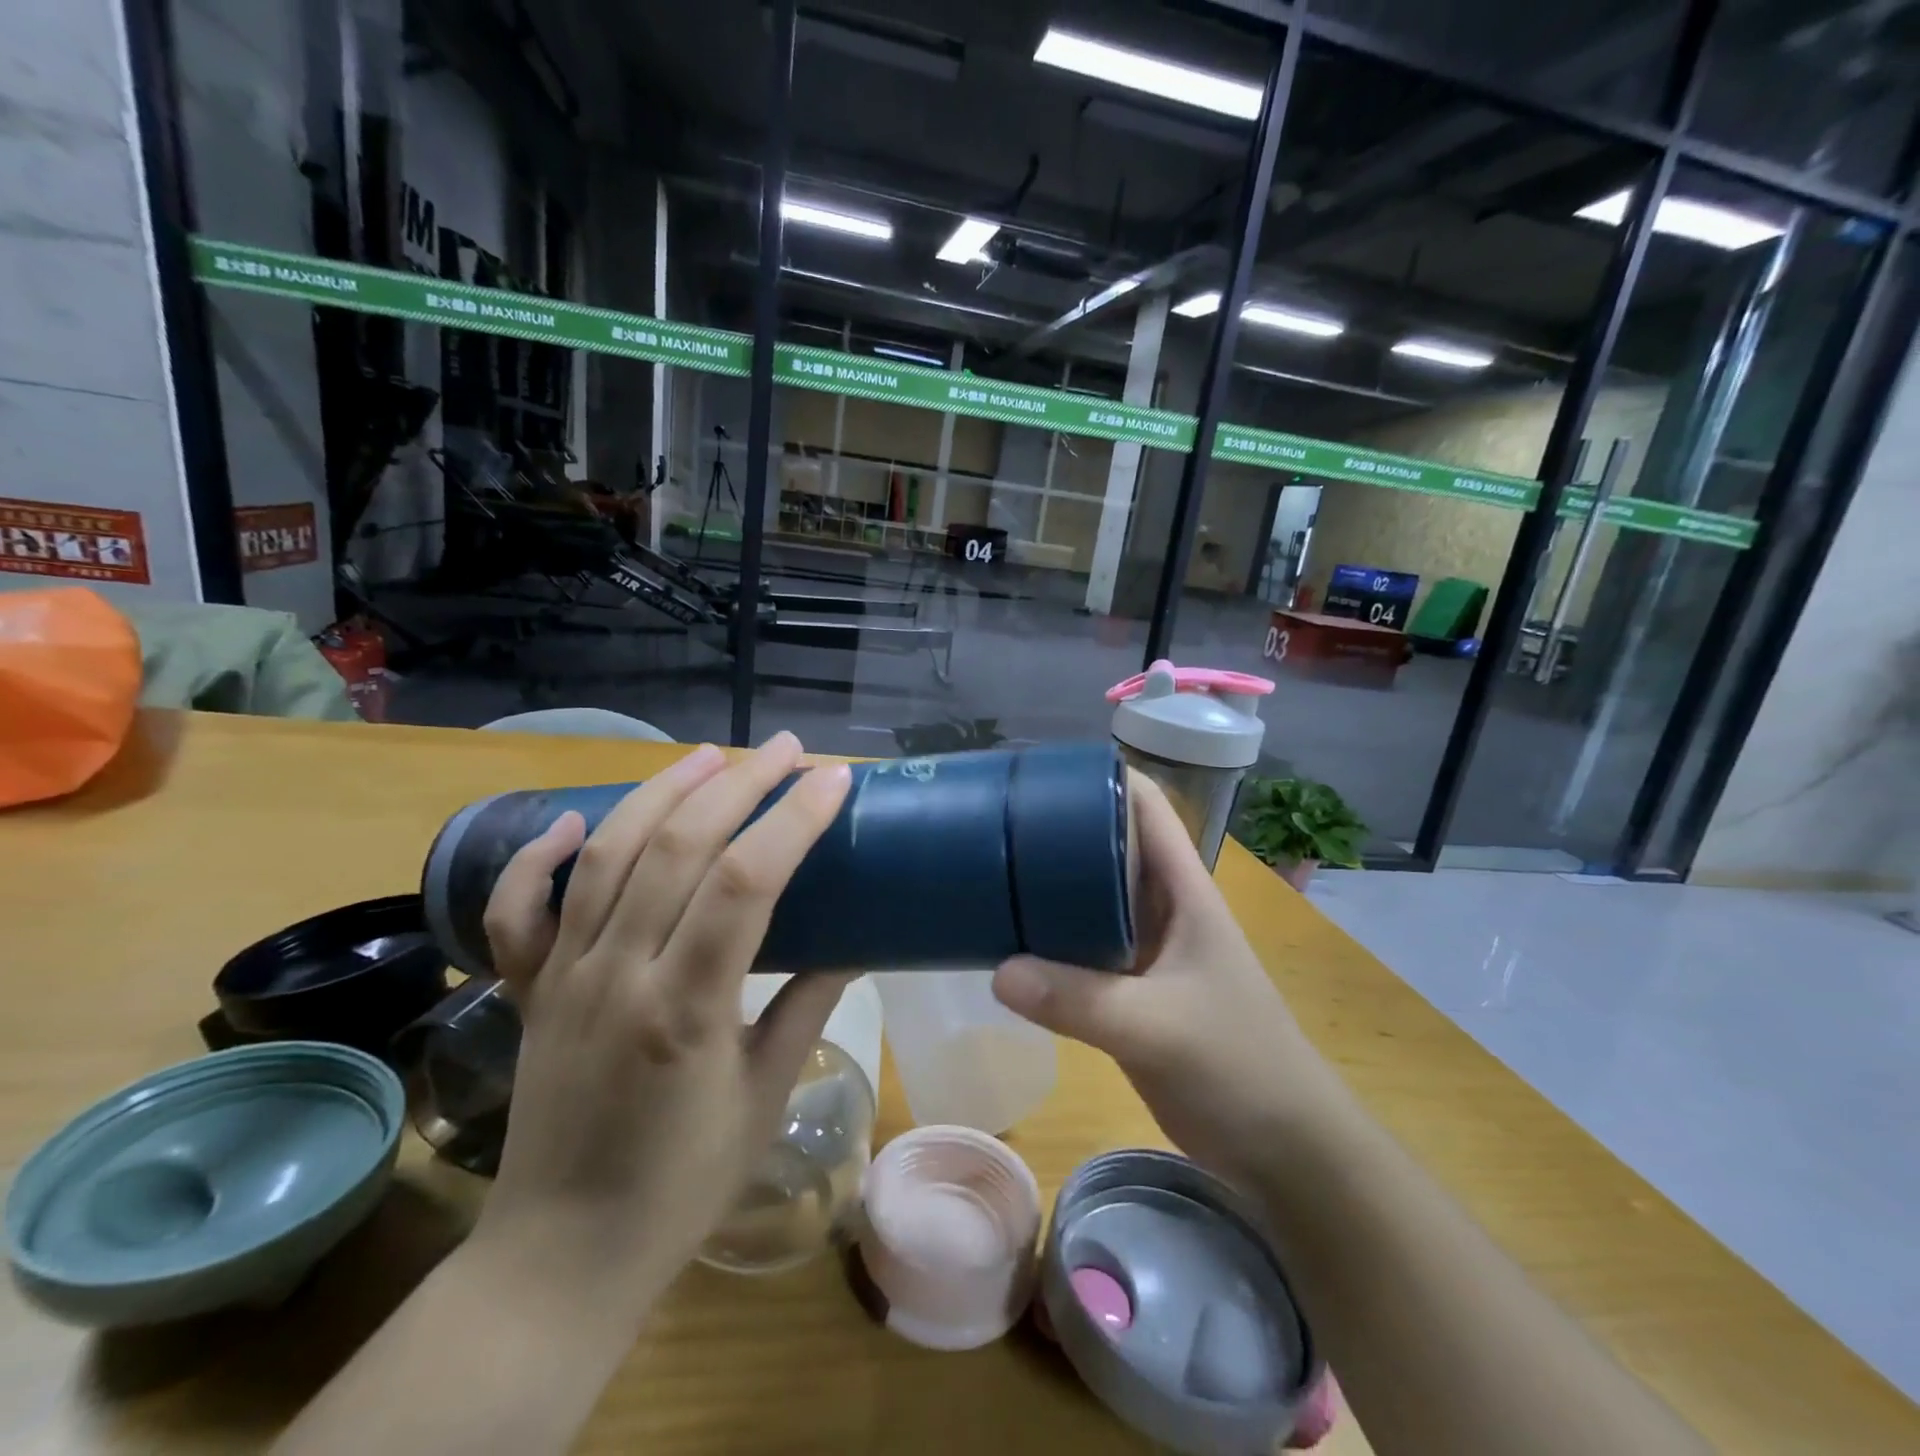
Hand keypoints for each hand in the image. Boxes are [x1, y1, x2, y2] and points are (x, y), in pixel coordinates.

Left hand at [467, 734, 854, 1320]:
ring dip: (662, 794)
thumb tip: (854, 941)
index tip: (832, 779)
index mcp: (685, 1009)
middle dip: (739, 785)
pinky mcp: (529, 991)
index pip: (744, 882)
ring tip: (712, 758)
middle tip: (786, 750)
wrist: (561, 1256)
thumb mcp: (766, 1094)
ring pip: (608, 857)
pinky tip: (579, 818)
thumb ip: (808, 1006)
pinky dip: (541, 857)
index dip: (792, 819)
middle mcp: (617, 976)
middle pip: (677, 848)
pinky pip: (519, 912)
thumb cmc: (682, 1185)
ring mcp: (563, 978)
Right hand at [991, 773, 1345, 1185]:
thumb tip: (998, 971)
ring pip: (1092, 899)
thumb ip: (1080, 1000)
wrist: (1283, 1148)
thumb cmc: (1239, 1065)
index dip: (1102, 778)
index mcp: (1184, 891)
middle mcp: (1163, 908)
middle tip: (995, 823)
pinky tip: (1009, 942)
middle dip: (1059, 830)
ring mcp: (1146, 950)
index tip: (1041, 771)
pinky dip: (1050, 941)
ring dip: (1050, 887)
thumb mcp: (1159, 1027)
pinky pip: (1083, 950)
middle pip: (1109, 847)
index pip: (1147, 809)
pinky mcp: (1130, 991)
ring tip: (988, 871)